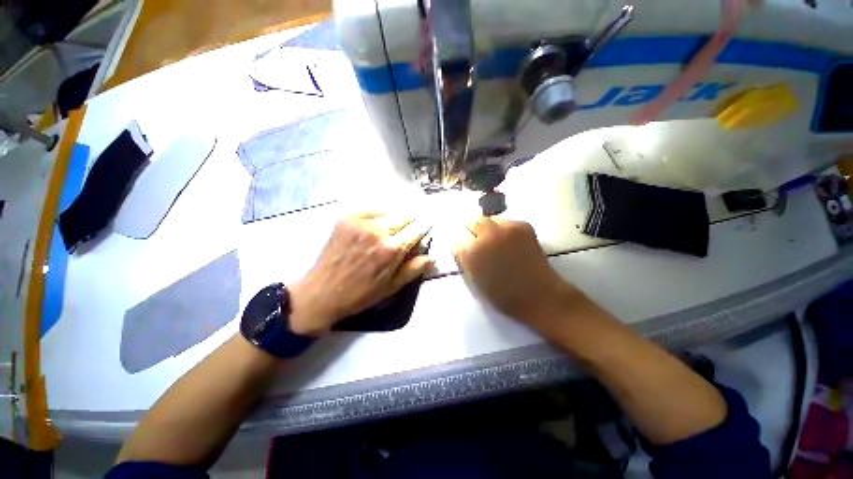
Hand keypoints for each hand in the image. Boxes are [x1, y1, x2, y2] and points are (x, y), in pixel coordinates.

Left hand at [289, 211, 432, 335]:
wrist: (322, 292)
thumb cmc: (361, 294)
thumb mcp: (392, 286)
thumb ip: (414, 269)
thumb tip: (432, 257)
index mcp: (392, 250)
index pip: (417, 230)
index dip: (422, 229)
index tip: (423, 229)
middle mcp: (379, 231)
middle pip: (404, 217)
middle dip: (409, 223)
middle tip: (405, 232)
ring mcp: (361, 222)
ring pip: (388, 212)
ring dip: (393, 220)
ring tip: (388, 230)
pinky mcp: (347, 218)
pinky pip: (370, 210)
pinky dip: (377, 215)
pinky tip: (373, 225)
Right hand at [453, 217, 581, 329]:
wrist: (540, 296)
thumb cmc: (503, 295)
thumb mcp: (474, 281)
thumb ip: (464, 261)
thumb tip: (462, 248)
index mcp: (471, 253)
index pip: (457, 240)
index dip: (460, 245)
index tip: (464, 249)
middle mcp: (486, 235)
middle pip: (472, 221)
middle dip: (472, 230)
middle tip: (476, 240)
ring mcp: (506, 228)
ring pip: (490, 219)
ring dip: (488, 228)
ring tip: (494, 241)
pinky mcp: (523, 225)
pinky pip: (506, 222)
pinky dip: (504, 229)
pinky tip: (509, 242)